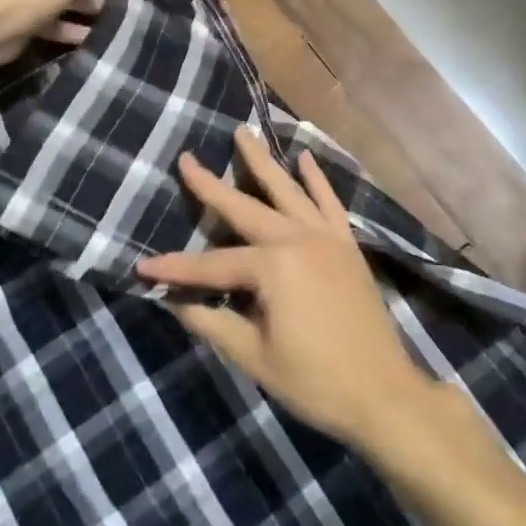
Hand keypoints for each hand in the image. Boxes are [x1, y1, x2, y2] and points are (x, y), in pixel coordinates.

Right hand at [136, 127, 433, 446]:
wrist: (383, 393)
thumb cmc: (315, 381)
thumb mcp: (255, 357)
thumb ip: (215, 322)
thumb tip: (178, 302)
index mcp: (273, 267)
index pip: (212, 265)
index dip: (176, 269)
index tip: (143, 267)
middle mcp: (297, 240)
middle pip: (245, 209)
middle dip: (211, 186)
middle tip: (187, 158)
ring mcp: (326, 238)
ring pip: (288, 191)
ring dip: (263, 162)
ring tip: (244, 132)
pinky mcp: (346, 245)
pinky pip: (329, 203)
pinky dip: (317, 179)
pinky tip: (306, 157)